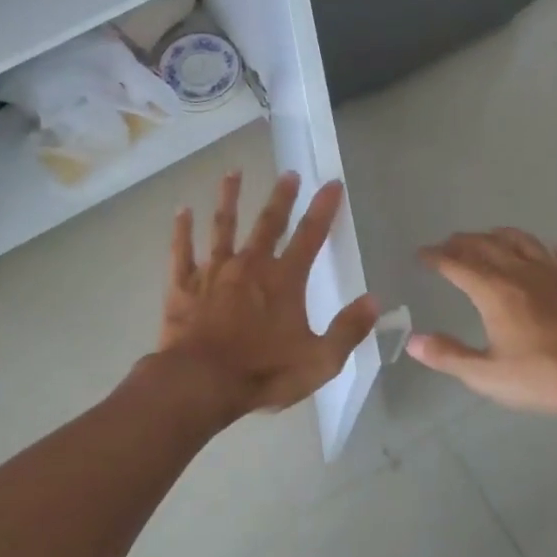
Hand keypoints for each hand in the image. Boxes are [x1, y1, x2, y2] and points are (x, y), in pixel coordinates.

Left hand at [157, 171, 378, 416]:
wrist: (201, 383)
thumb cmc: (263, 373)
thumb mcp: (320, 361)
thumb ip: (348, 329)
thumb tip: (374, 301)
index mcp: (284, 280)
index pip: (310, 236)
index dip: (323, 208)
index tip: (332, 183)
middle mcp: (249, 265)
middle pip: (268, 223)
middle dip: (281, 197)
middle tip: (288, 173)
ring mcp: (213, 272)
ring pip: (222, 226)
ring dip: (228, 198)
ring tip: (233, 172)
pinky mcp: (183, 285)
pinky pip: (182, 250)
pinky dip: (182, 229)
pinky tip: (182, 210)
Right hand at [408, 229, 556, 421]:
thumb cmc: (545, 378)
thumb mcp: (488, 376)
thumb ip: (449, 356)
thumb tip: (412, 341)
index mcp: (495, 292)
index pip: (456, 264)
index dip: (435, 257)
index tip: (420, 255)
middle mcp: (520, 272)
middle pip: (485, 245)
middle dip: (461, 242)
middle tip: (446, 245)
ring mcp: (553, 273)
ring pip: (519, 240)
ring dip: (496, 236)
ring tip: (485, 239)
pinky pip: (554, 253)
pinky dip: (538, 248)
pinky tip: (540, 253)